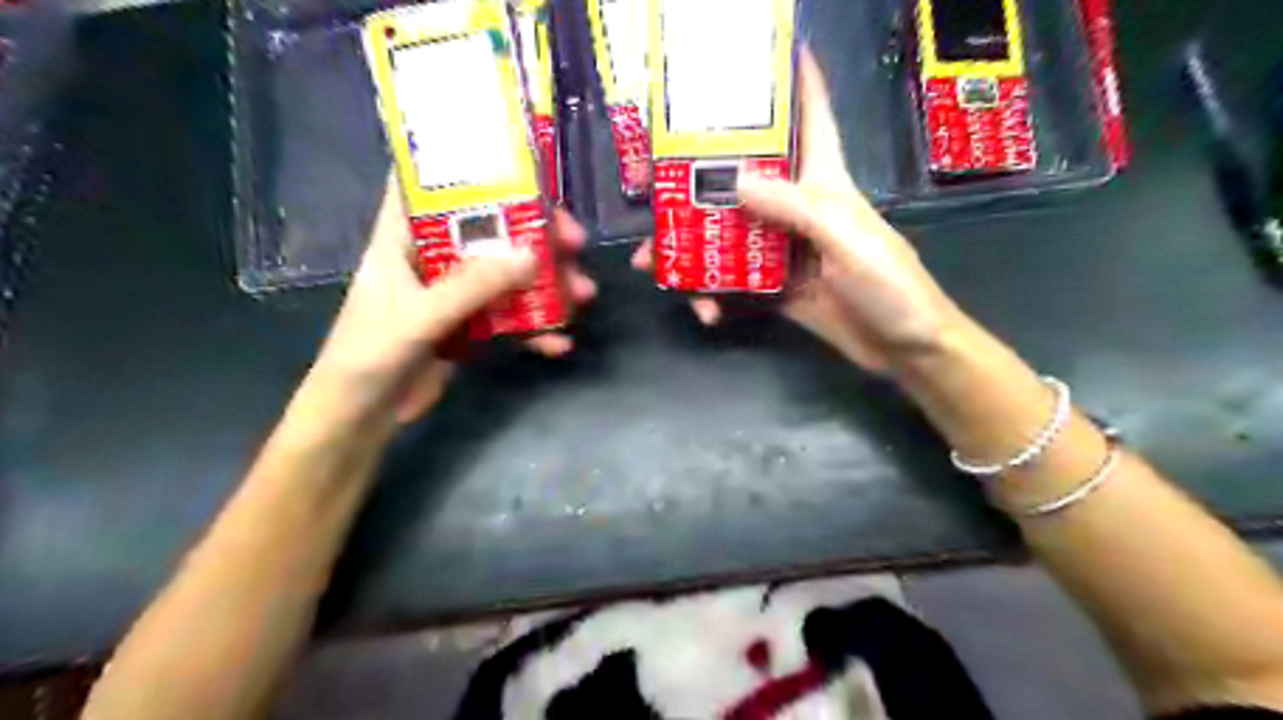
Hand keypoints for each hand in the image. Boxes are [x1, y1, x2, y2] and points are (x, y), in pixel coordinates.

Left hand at [310, 177, 596, 424]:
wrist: (362, 417)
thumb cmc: (370, 354)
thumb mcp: (419, 315)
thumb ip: (473, 286)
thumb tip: (532, 255)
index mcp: (403, 239)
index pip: (426, 185)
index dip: (464, 166)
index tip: (515, 162)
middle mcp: (432, 259)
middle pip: (488, 232)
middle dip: (535, 234)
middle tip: (575, 242)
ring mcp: (454, 295)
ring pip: (507, 276)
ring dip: (546, 285)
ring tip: (583, 295)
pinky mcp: (468, 327)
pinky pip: (509, 319)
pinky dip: (535, 330)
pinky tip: (559, 344)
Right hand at [629, 48, 960, 374]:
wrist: (904, 350)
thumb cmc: (891, 286)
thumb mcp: (847, 240)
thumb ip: (795, 209)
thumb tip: (733, 178)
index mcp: (824, 183)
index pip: (811, 118)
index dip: (795, 80)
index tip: (762, 53)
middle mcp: (797, 209)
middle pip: (742, 180)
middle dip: (697, 177)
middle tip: (650, 183)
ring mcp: (783, 251)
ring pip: (727, 235)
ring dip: (688, 247)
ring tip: (650, 261)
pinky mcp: (775, 288)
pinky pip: (734, 283)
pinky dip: (714, 295)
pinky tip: (705, 311)